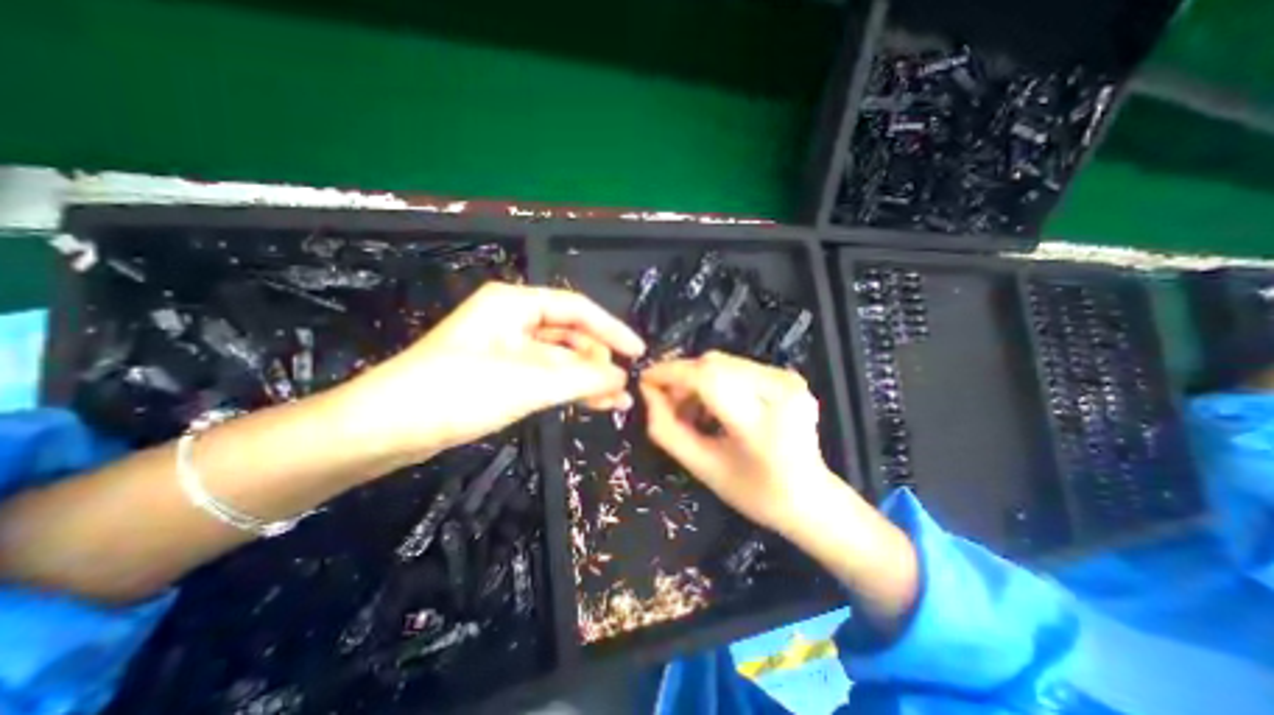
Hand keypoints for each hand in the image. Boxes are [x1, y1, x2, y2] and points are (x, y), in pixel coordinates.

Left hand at [338, 282, 646, 459]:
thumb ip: (582, 378)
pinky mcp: (502, 373)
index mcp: (515, 304)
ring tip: (616, 402)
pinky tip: (591, 403)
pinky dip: (569, 389)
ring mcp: (508, 348)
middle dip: (599, 360)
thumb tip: (622, 377)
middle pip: (570, 334)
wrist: (385, 429)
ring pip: (561, 358)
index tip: (637, 351)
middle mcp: (514, 319)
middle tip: (623, 387)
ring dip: (588, 378)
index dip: (611, 329)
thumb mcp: (528, 383)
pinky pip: (546, 375)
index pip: (577, 309)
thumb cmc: (456, 391)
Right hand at [643, 351, 841, 535]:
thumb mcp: (702, 468)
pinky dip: (716, 380)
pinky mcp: (788, 376)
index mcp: (761, 423)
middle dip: (682, 377)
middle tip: (667, 401)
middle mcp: (780, 390)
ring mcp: (788, 380)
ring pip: (723, 362)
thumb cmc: (754, 493)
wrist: (810, 497)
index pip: (708, 379)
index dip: (671, 373)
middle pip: (714, 364)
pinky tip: (713, 405)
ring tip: (691, 409)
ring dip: (698, 379)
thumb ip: (666, 430)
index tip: (646, 380)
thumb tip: (648, 392)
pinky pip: (737, 367)